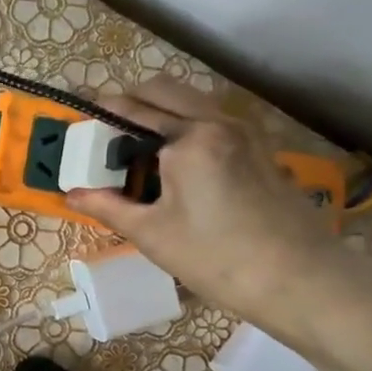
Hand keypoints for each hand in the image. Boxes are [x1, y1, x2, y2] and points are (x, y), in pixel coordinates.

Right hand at [65, 78, 343, 337]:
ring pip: (192, 100)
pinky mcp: (260, 148)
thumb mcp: (152, 234)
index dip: (101, 114)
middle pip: (164, 90)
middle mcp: (218, 121)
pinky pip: (214, 118)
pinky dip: (188, 122)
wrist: (300, 280)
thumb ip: (108, 206)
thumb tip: (70, 194)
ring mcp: (245, 131)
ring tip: (140, 145)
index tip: (81, 122)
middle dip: (132, 101)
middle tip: (108, 131)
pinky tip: (177, 160)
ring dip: (162, 109)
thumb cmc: (217, 258)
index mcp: (189, 138)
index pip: (132, 109)